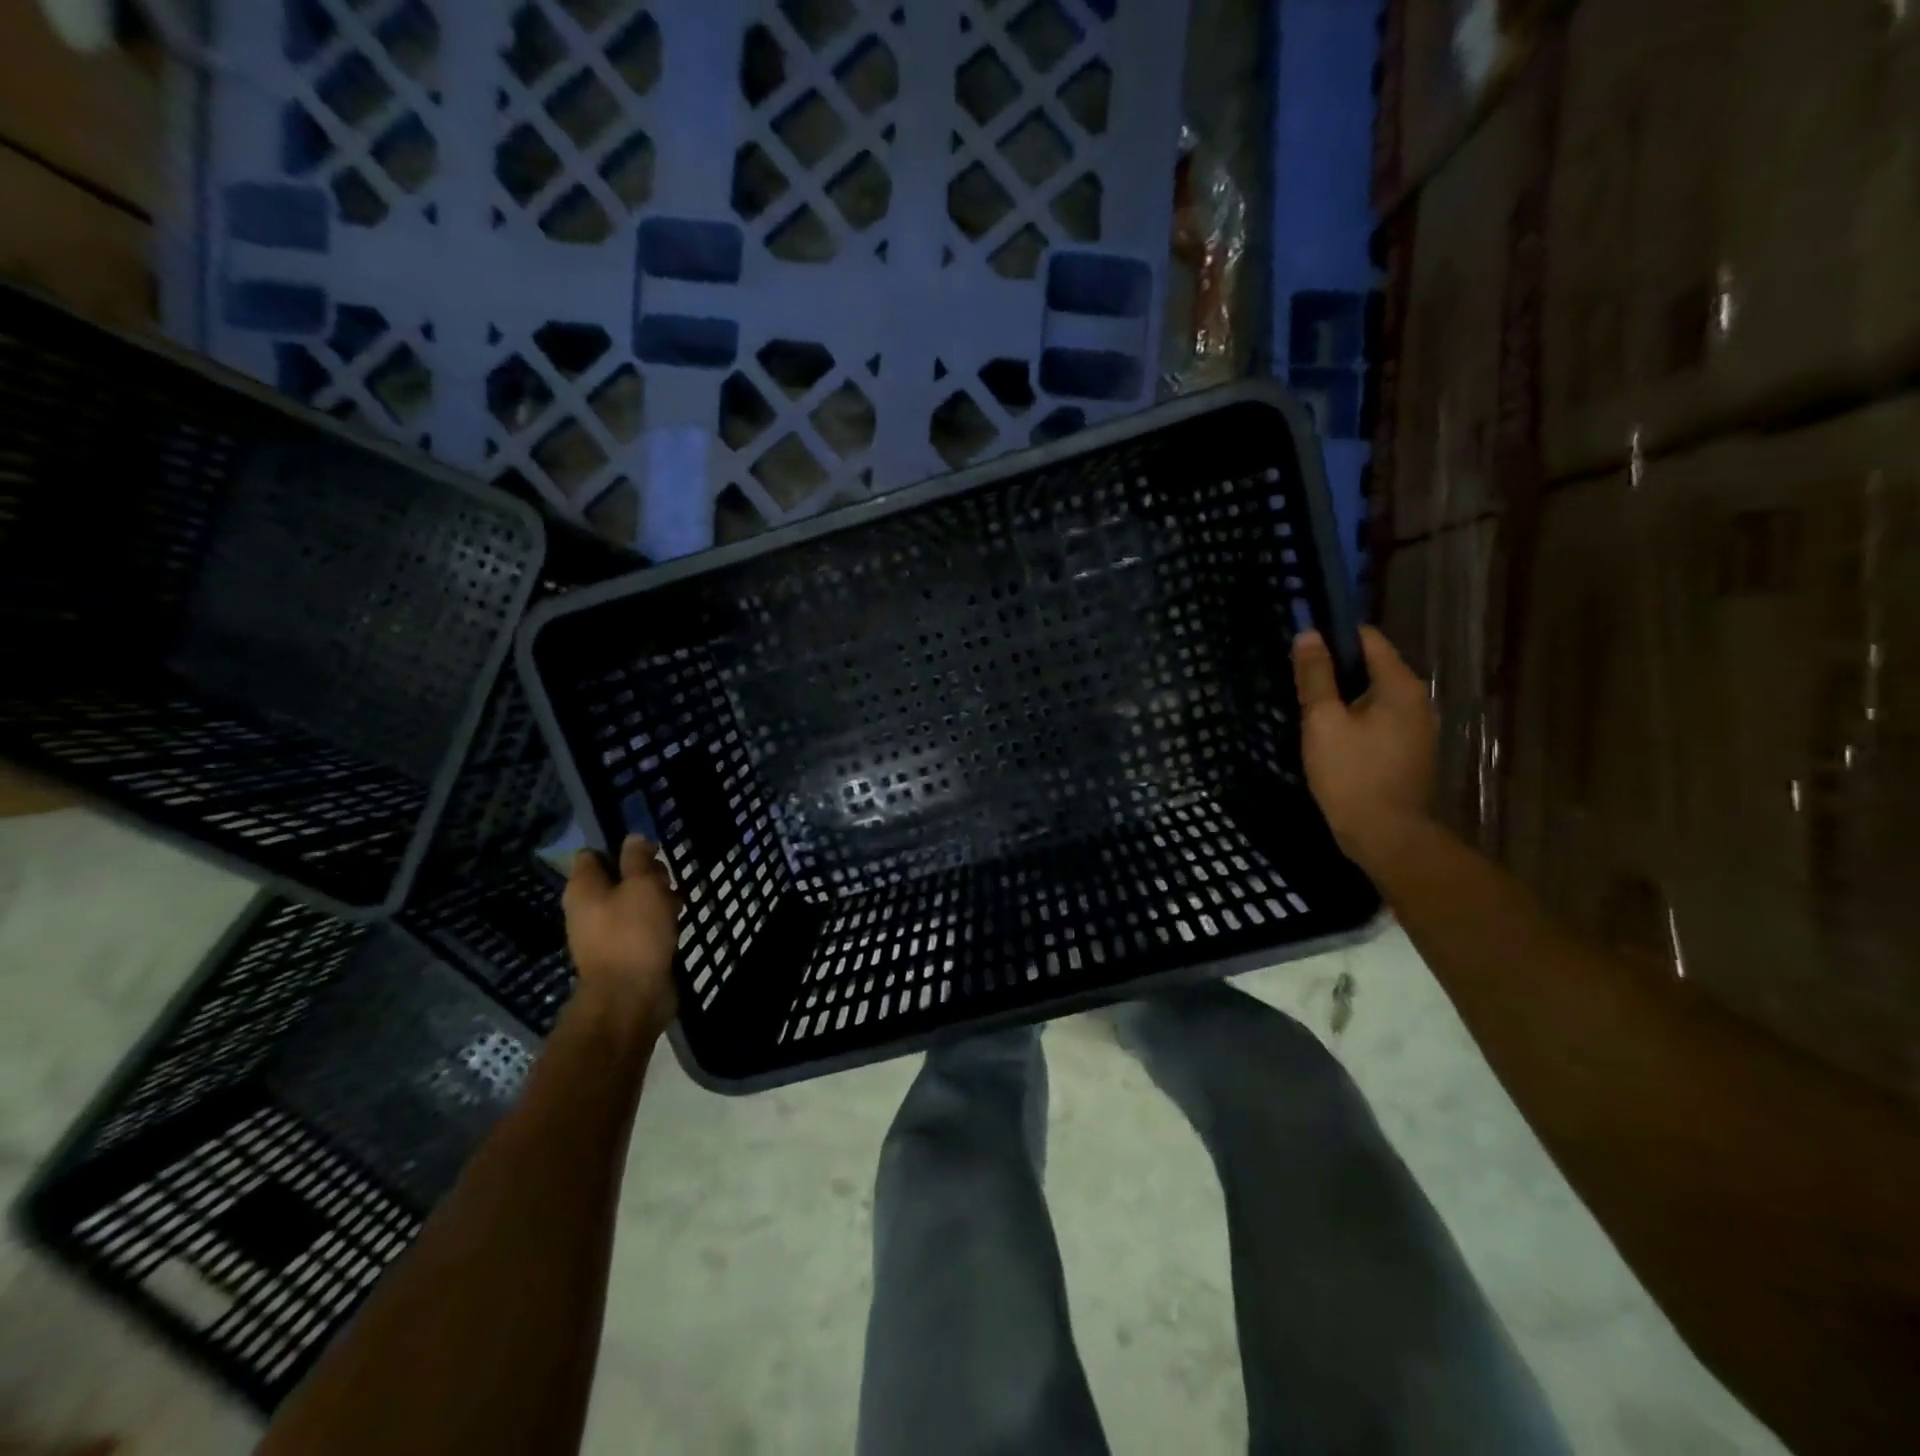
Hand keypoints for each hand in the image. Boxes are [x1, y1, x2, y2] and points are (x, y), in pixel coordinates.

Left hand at [563, 836, 681, 1040]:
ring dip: (656, 899)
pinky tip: (676, 924)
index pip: (593, 854)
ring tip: (679, 902)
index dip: (621, 847)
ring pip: (631, 903)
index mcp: (583, 888)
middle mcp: (587, 908)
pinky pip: (639, 927)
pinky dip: (656, 923)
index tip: (650, 851)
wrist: (631, 997)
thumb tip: (633, 838)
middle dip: (645, 874)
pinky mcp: (622, 953)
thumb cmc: (634, 933)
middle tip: (668, 879)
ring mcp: (603, 933)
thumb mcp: (642, 885)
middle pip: (616, 877)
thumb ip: (638, 859)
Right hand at [1291, 626, 1437, 869]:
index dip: (1333, 636)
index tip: (1302, 646)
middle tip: (1298, 680)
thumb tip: (1308, 635)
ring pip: (1374, 695)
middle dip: (1335, 668)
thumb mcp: (1323, 721)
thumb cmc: (1351, 774)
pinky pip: (1379, 719)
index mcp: (1400, 686)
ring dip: (1343, 696)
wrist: (1386, 834)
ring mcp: (1417, 727)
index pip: (1368, 639)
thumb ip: (1315, 676)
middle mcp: (1417, 700)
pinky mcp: (1409, 750)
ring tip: (1308, 708)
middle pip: (1372, 667)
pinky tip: (1330, 734)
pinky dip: (1355, 717)